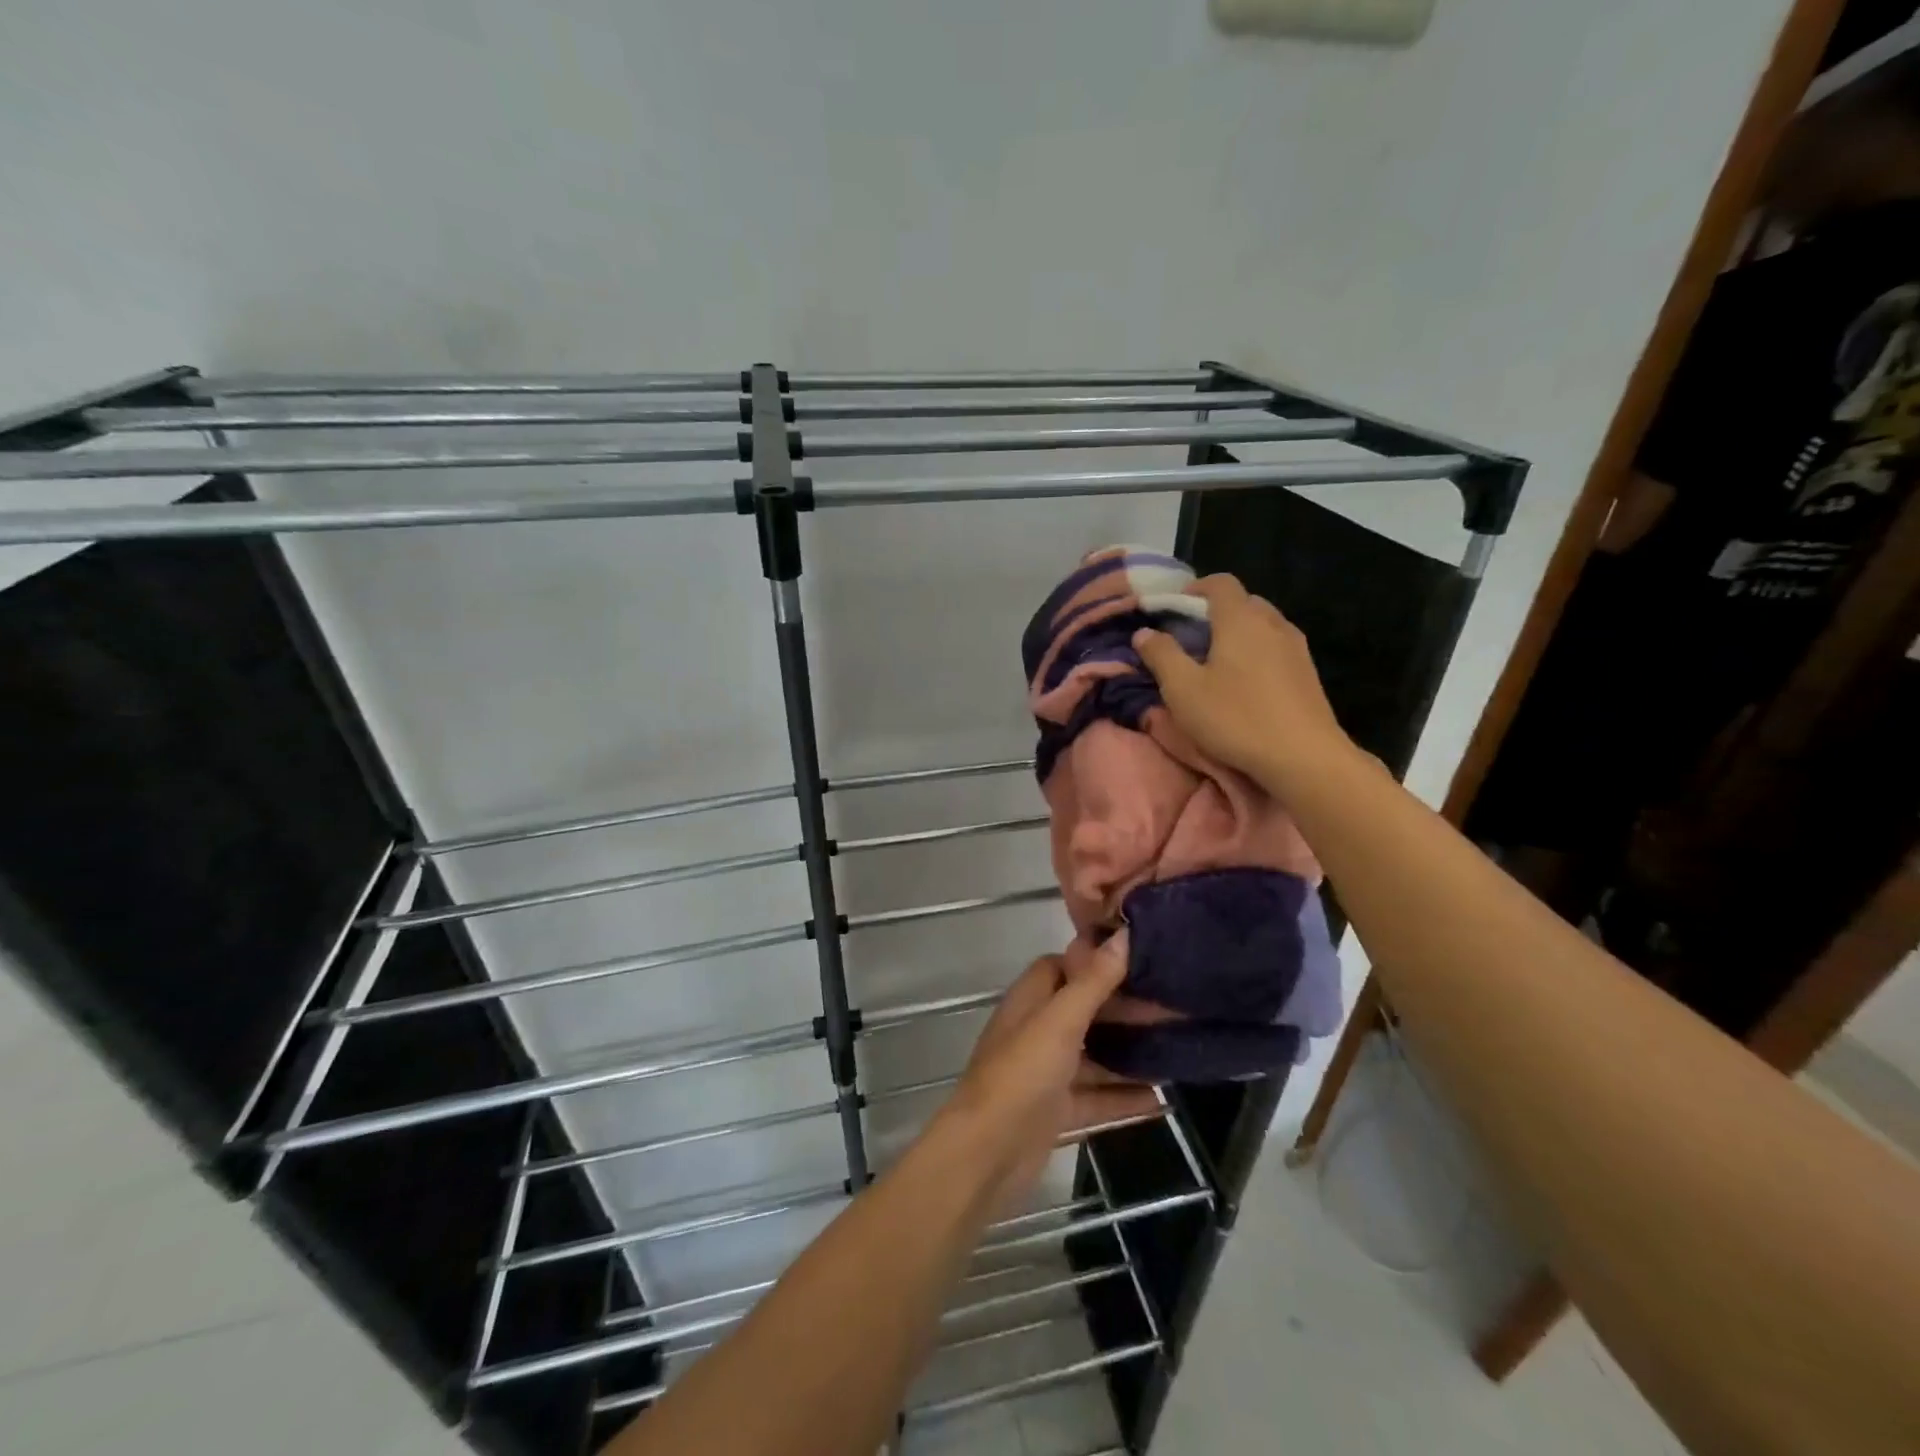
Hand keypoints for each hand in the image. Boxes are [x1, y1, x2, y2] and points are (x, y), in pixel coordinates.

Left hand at [943, 934, 1158, 1208]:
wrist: (988, 1153)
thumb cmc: (1022, 1074)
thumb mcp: (1060, 1021)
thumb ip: (1094, 981)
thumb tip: (1124, 934)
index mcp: (1030, 1001)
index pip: (1061, 967)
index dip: (1095, 962)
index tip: (1138, 961)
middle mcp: (1036, 1032)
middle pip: (1084, 1012)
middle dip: (1123, 1010)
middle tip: (1172, 1008)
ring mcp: (1046, 1074)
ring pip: (1093, 1057)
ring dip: (1129, 1055)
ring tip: (1177, 1050)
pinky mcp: (1056, 1112)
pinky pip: (1096, 1098)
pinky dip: (1124, 1098)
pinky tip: (1162, 1102)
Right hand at [1132, 573, 1353, 790]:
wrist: (1304, 756)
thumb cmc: (1236, 717)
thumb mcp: (1183, 689)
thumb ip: (1161, 655)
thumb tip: (1144, 632)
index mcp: (1240, 619)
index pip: (1220, 583)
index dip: (1196, 588)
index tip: (1175, 607)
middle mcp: (1272, 623)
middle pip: (1244, 602)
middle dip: (1217, 612)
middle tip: (1193, 638)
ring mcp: (1296, 647)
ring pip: (1264, 625)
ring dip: (1239, 633)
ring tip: (1218, 661)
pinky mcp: (1308, 673)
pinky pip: (1277, 647)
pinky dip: (1258, 652)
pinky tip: (1246, 683)